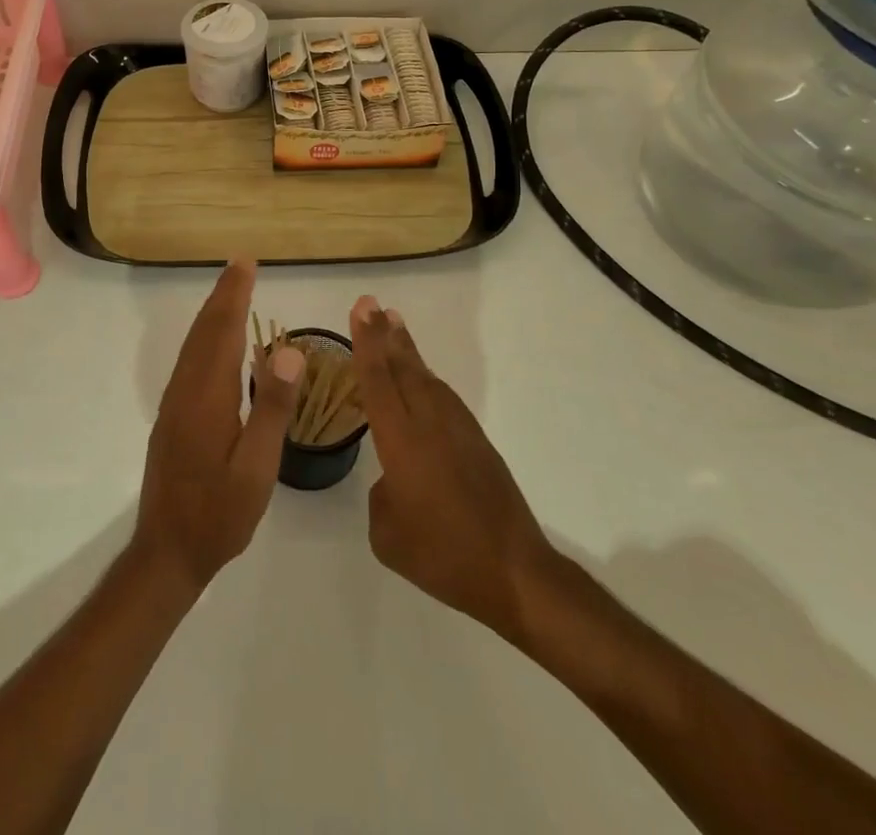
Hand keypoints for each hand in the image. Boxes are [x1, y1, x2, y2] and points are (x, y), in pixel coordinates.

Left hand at [134, 261, 305, 592]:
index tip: (245, 263)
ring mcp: (175, 404)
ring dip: (212, 314)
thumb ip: (272, 408)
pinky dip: (205, 338)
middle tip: (240, 265)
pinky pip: (191, 362)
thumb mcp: (256, 468)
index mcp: (207, 396)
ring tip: (231, 292)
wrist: (167, 552)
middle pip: (204, 331)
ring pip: (194, 346)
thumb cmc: (218, 514)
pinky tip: (217, 344)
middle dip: (223, 295)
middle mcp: (186, 390)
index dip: (234, 295)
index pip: (223, 331)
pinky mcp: (173, 418)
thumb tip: (290, 350)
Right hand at [352, 296, 562, 643]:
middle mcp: (429, 424)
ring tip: (393, 325)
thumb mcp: (388, 534)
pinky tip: (421, 377)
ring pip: (426, 378)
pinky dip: (426, 377)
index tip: (361, 310)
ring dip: (408, 350)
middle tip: (371, 304)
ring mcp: (457, 430)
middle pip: (403, 368)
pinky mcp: (477, 442)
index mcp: (402, 442)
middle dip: (385, 334)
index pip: (378, 381)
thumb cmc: (443, 557)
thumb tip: (393, 479)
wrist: (514, 572)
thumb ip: (382, 495)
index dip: (367, 343)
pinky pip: (443, 396)